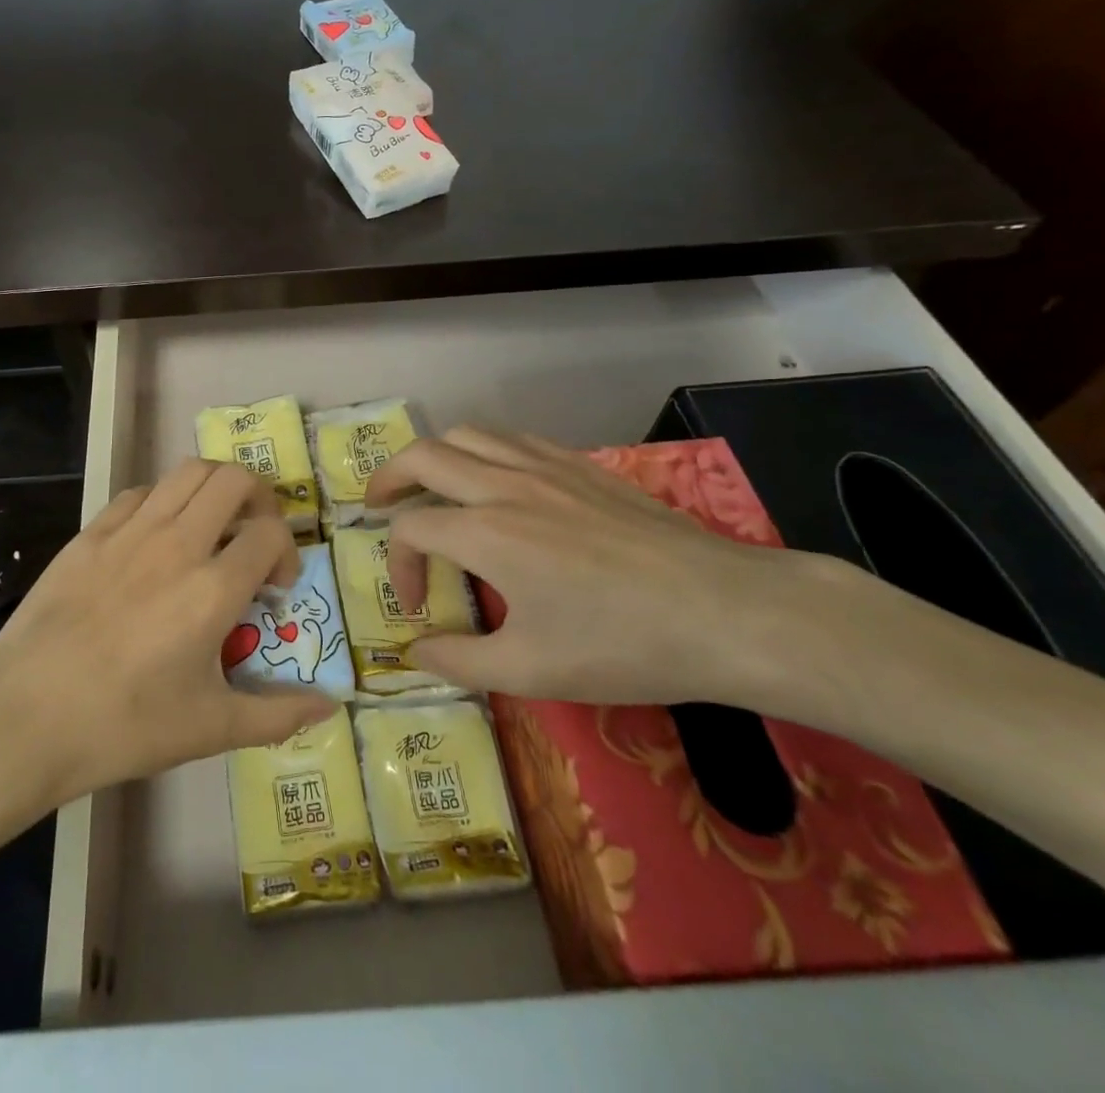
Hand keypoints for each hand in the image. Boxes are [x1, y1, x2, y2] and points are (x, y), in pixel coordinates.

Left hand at [0, 459, 334, 806]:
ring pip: (186, 471)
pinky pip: (138, 493)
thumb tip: (331, 707)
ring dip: (212, 487)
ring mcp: (130, 531)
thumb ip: (277, 715)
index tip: (275, 587)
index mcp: (213, 588)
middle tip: (252, 534)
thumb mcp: (210, 729)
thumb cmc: (123, 725)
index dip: (287, 551)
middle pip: (233, 479)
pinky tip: (155, 537)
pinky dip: (162, 501)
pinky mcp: (91, 532)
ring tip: (211, 524)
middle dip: (258, 498)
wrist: (25, 715)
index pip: (270, 532)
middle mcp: (177, 543)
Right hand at [365, 427, 855, 706]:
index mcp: (485, 532)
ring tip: (430, 485)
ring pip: (468, 434)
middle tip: (378, 505)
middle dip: (389, 477)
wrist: (726, 611)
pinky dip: (484, 450)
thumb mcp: (531, 670)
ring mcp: (545, 467)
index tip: (418, 608)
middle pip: (424, 455)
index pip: (410, 528)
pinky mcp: (581, 465)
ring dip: (436, 455)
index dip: (398, 565)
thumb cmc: (623, 644)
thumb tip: (414, 653)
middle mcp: (504, 485)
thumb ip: (459, 659)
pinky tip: (497, 482)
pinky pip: (513, 438)